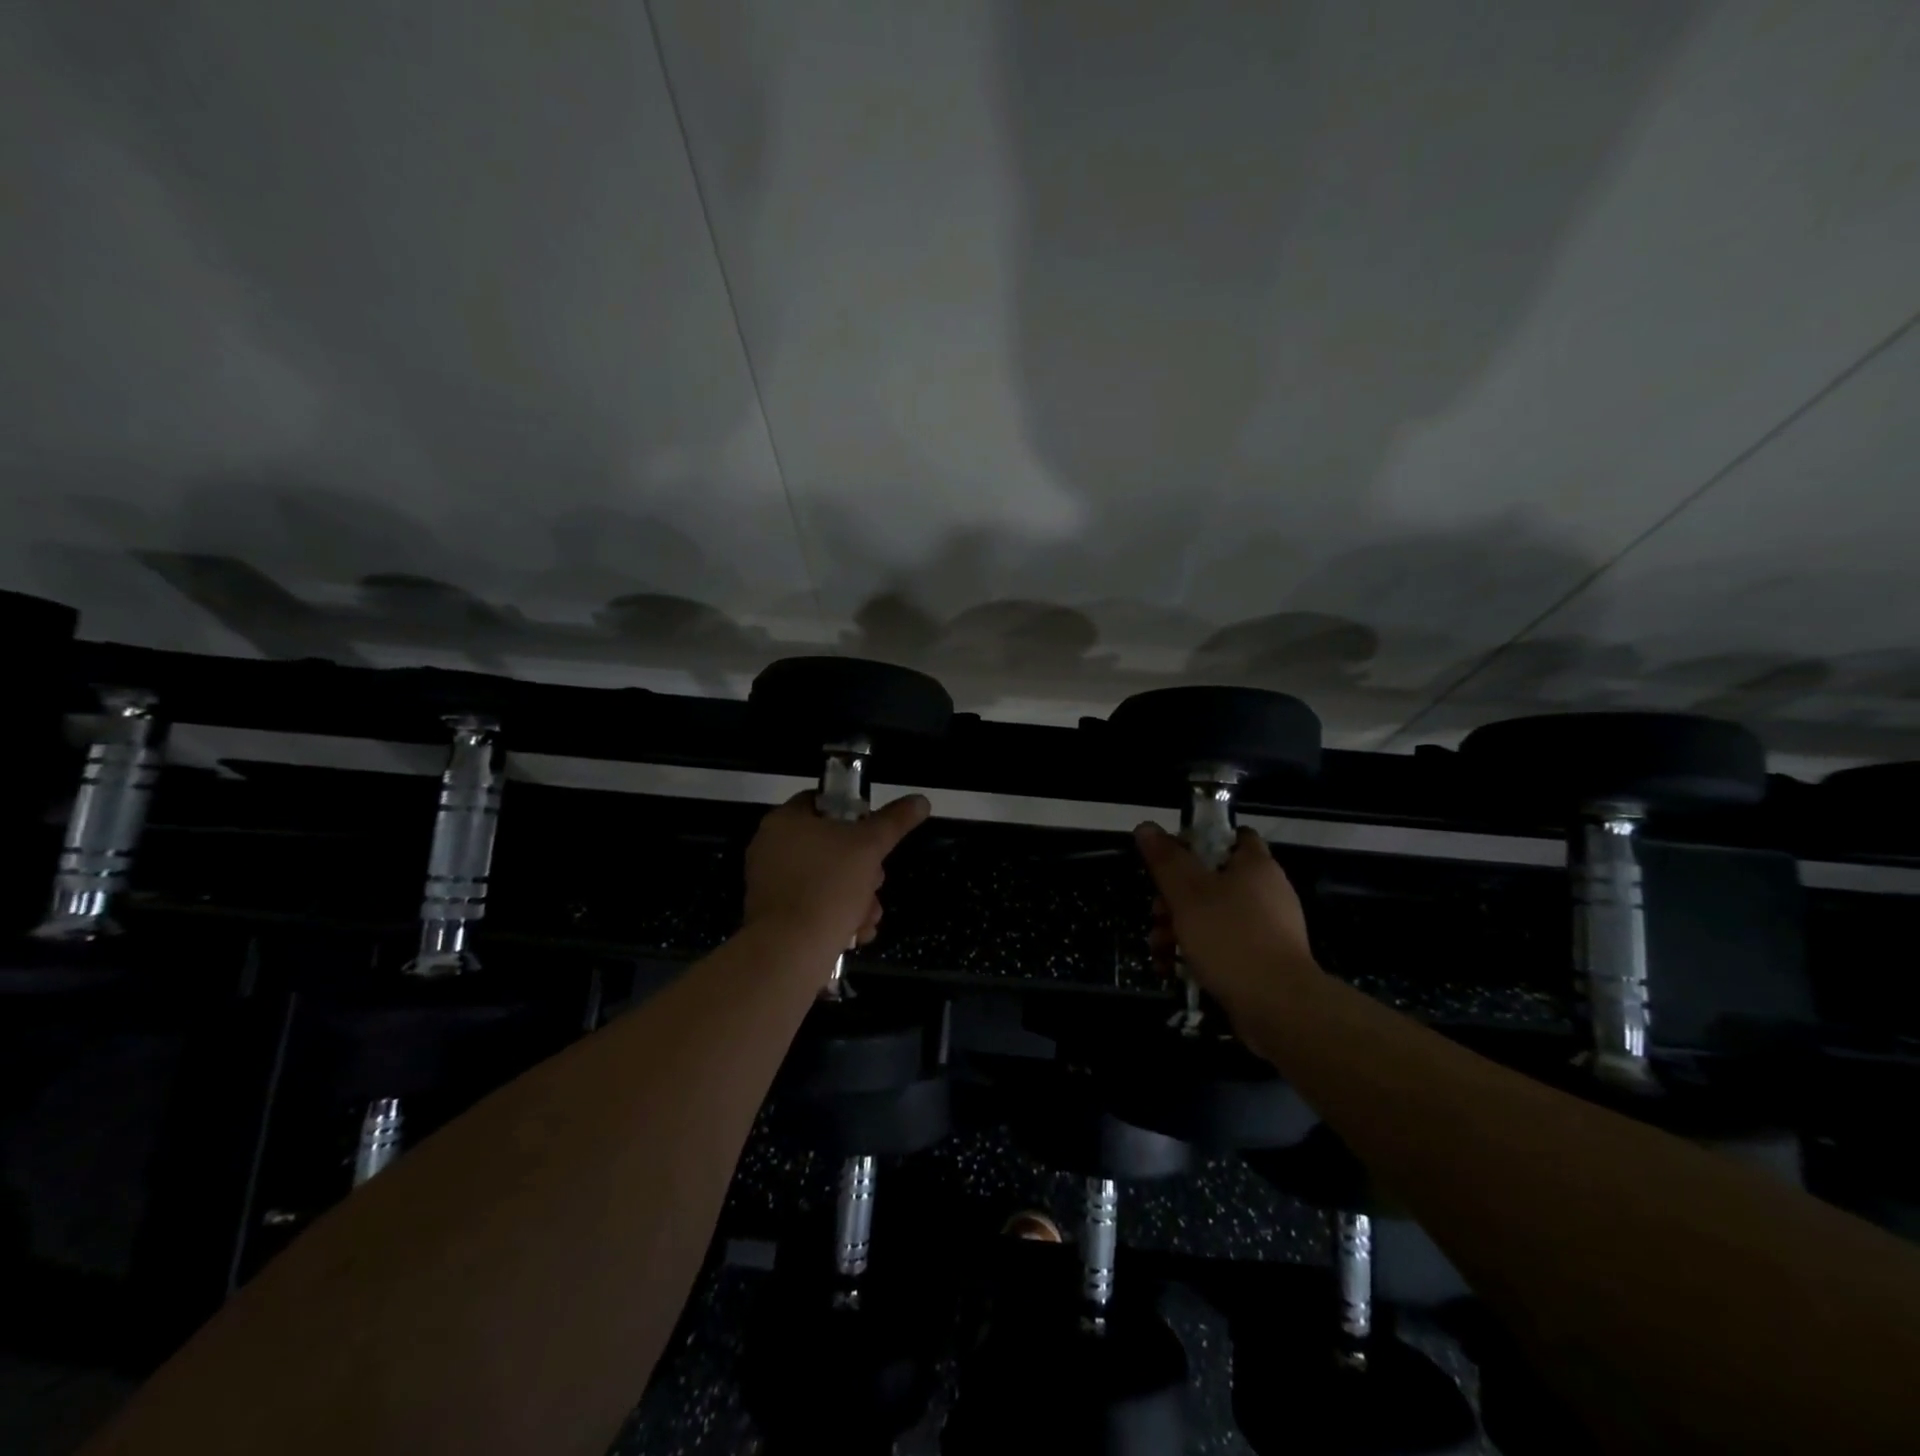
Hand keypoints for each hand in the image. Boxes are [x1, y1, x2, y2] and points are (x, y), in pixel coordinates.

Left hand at [742, 791, 930, 951]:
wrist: (790, 952)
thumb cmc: (829, 886)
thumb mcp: (870, 846)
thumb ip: (895, 821)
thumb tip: (921, 800)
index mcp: (786, 821)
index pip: (822, 802)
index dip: (854, 813)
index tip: (875, 834)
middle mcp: (772, 848)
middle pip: (830, 846)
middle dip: (863, 868)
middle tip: (875, 883)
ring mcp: (771, 884)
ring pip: (826, 880)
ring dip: (856, 897)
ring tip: (869, 917)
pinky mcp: (774, 916)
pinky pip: (812, 905)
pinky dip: (837, 916)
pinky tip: (856, 932)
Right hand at [1135, 822, 1317, 1009]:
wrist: (1278, 1007)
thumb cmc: (1230, 938)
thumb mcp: (1187, 893)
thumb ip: (1165, 859)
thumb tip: (1146, 827)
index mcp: (1255, 865)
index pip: (1231, 836)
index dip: (1198, 841)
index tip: (1170, 858)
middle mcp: (1266, 891)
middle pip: (1211, 879)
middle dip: (1174, 898)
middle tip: (1156, 914)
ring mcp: (1267, 928)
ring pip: (1212, 916)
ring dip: (1178, 928)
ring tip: (1159, 949)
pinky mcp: (1262, 960)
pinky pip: (1223, 945)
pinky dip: (1197, 952)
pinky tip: (1172, 968)